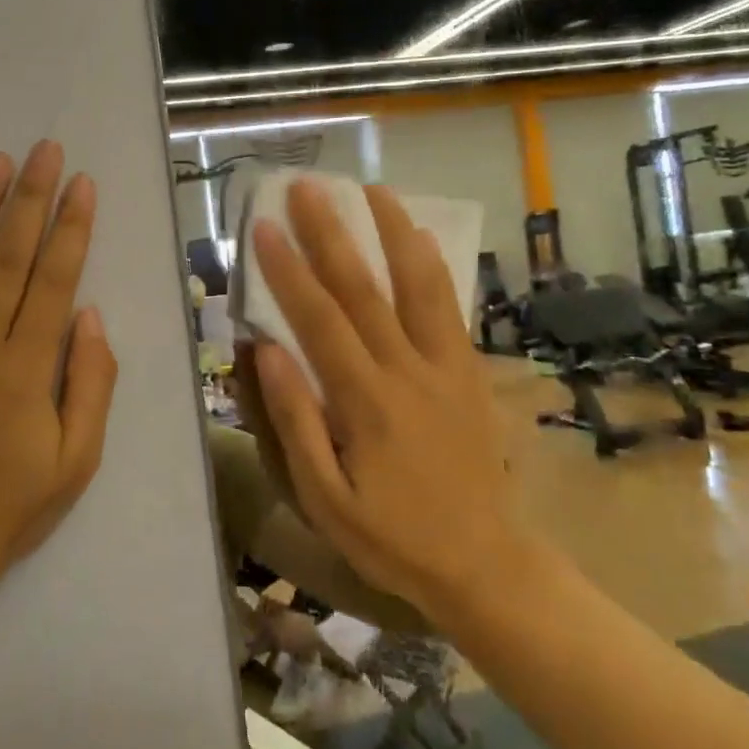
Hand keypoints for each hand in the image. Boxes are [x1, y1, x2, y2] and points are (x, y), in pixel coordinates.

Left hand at [0, 141, 117, 583]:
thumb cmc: (11, 507)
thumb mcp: (78, 458)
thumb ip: (91, 382)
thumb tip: (88, 315)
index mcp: (26, 368)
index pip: (54, 279)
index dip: (70, 227)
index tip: (80, 183)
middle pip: (7, 258)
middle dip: (29, 198)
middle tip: (42, 149)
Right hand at [249, 179, 514, 624]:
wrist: (485, 561)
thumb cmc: (393, 536)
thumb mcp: (327, 498)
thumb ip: (296, 422)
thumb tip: (267, 352)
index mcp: (366, 402)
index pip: (319, 321)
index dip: (288, 270)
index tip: (263, 227)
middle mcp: (407, 370)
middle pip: (364, 288)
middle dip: (330, 232)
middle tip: (305, 187)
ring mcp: (445, 365)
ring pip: (418, 284)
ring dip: (393, 231)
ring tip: (371, 189)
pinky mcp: (467, 370)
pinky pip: (449, 306)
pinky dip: (432, 265)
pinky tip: (418, 236)